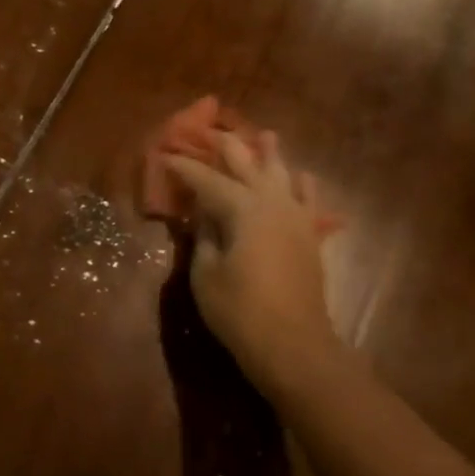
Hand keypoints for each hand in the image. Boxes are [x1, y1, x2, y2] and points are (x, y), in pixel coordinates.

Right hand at [167, 132, 339, 394]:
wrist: (293, 344)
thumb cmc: (240, 311)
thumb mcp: (206, 274)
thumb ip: (204, 238)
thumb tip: (203, 215)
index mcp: (243, 209)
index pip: (207, 179)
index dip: (184, 167)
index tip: (165, 154)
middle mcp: (273, 203)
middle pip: (249, 164)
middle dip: (227, 147)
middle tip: (210, 131)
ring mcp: (297, 218)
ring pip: (284, 174)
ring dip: (270, 154)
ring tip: (264, 136)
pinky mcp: (310, 236)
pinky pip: (308, 199)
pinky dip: (301, 184)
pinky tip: (299, 177)